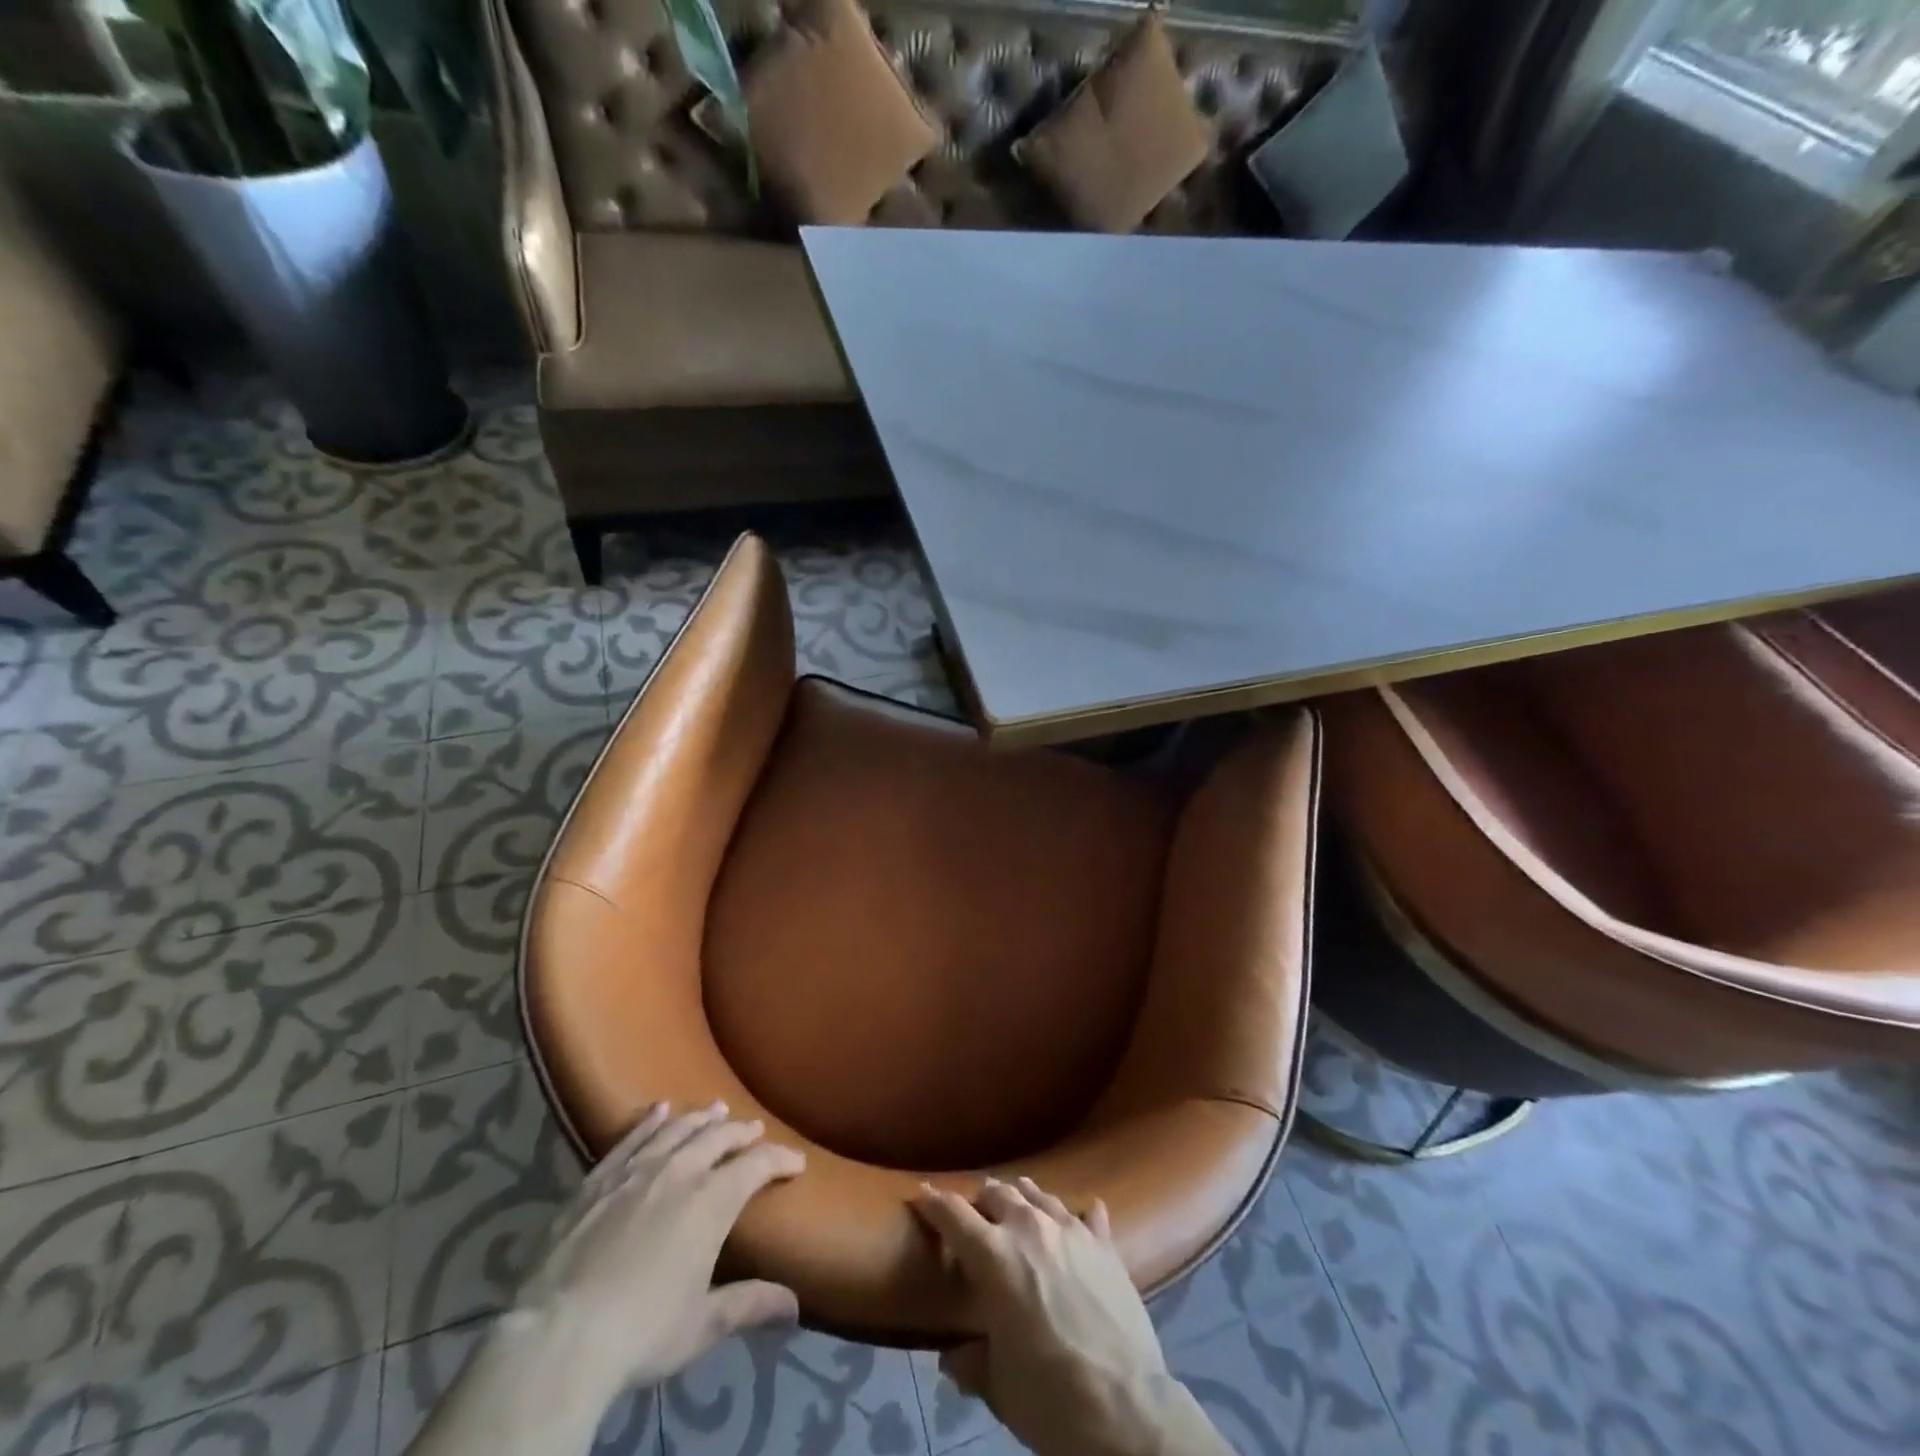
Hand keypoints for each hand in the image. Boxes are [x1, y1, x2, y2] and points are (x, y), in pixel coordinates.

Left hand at [512, 1101, 805, 1390]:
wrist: (558, 1337)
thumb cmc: (641, 1332)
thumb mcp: (702, 1325)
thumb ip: (749, 1305)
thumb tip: (794, 1306)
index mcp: (712, 1201)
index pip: (757, 1165)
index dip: (780, 1160)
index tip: (796, 1163)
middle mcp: (679, 1172)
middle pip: (718, 1138)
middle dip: (740, 1132)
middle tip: (754, 1129)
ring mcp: (635, 1171)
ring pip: (676, 1131)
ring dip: (700, 1119)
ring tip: (715, 1109)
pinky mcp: (597, 1180)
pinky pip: (630, 1139)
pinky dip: (648, 1121)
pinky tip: (658, 1110)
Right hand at [913, 1177, 1217, 1455]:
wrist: (1126, 1409)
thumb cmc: (1049, 1398)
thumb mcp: (998, 1385)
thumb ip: (970, 1362)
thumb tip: (953, 1356)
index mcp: (994, 1256)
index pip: (953, 1214)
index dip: (933, 1202)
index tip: (921, 1194)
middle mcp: (1029, 1228)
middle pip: (997, 1193)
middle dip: (980, 1202)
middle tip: (974, 1216)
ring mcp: (1071, 1230)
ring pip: (1038, 1195)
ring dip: (1021, 1199)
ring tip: (1016, 1205)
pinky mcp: (1104, 1244)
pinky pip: (1087, 1214)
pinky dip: (1075, 1215)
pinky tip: (1080, 1217)